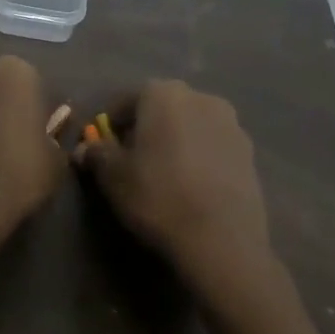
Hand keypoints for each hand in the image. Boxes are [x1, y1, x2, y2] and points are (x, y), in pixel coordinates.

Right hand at [76, 80, 272, 300]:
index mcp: (162, 93)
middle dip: (144, 128)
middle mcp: (199, 96)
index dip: (109, 125)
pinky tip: (192, 185)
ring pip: (189, 124)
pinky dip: (199, 156)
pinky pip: (212, 145)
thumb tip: (85, 148)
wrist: (222, 240)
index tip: (103, 150)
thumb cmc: (158, 196)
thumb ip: (97, 154)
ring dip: (174, 140)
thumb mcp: (113, 177)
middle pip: (160, 108)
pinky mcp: (249, 150)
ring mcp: (230, 122)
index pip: (125, 101)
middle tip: (132, 161)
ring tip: (165, 175)